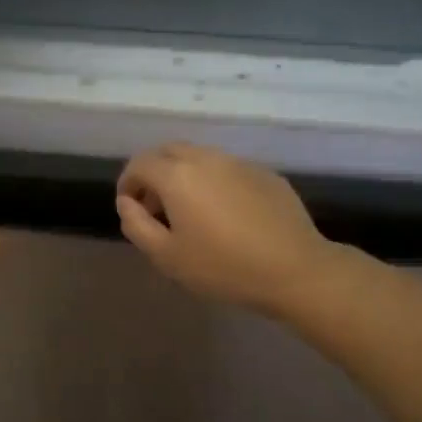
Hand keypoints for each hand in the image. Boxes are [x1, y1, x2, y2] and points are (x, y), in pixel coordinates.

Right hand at [116, 143, 335, 319]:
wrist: (295, 270)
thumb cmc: (223, 267)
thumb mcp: (167, 256)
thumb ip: (136, 225)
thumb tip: (126, 203)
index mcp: (177, 175)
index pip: (139, 164)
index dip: (127, 183)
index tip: (130, 208)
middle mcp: (205, 159)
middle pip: (168, 152)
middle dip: (154, 173)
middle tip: (156, 206)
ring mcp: (238, 163)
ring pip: (199, 157)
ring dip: (184, 175)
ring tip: (190, 211)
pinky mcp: (264, 173)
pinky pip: (227, 169)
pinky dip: (214, 182)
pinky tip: (226, 214)